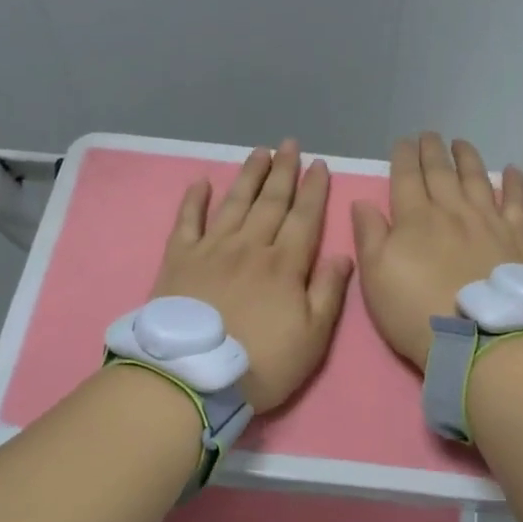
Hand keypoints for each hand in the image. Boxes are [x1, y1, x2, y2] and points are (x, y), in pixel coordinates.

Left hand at [152, 140, 353, 411]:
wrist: (192, 377)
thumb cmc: (260, 363)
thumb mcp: (312, 338)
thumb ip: (329, 293)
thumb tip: (343, 255)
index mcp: (284, 264)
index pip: (304, 217)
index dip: (313, 189)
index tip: (319, 164)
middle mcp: (250, 246)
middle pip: (270, 201)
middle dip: (283, 171)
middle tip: (290, 144)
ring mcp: (212, 249)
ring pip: (235, 203)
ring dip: (249, 176)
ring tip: (259, 152)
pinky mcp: (179, 259)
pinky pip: (188, 220)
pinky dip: (194, 199)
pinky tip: (202, 181)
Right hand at [351, 133, 522, 369]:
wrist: (477, 339)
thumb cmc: (415, 312)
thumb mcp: (375, 277)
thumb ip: (369, 236)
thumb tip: (363, 202)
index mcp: (415, 218)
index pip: (407, 177)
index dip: (404, 156)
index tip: (403, 141)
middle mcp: (452, 210)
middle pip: (441, 172)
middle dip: (432, 150)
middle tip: (429, 135)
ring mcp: (487, 222)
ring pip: (477, 179)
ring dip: (468, 157)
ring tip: (461, 142)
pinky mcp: (516, 239)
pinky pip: (517, 203)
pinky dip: (515, 184)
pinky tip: (513, 170)